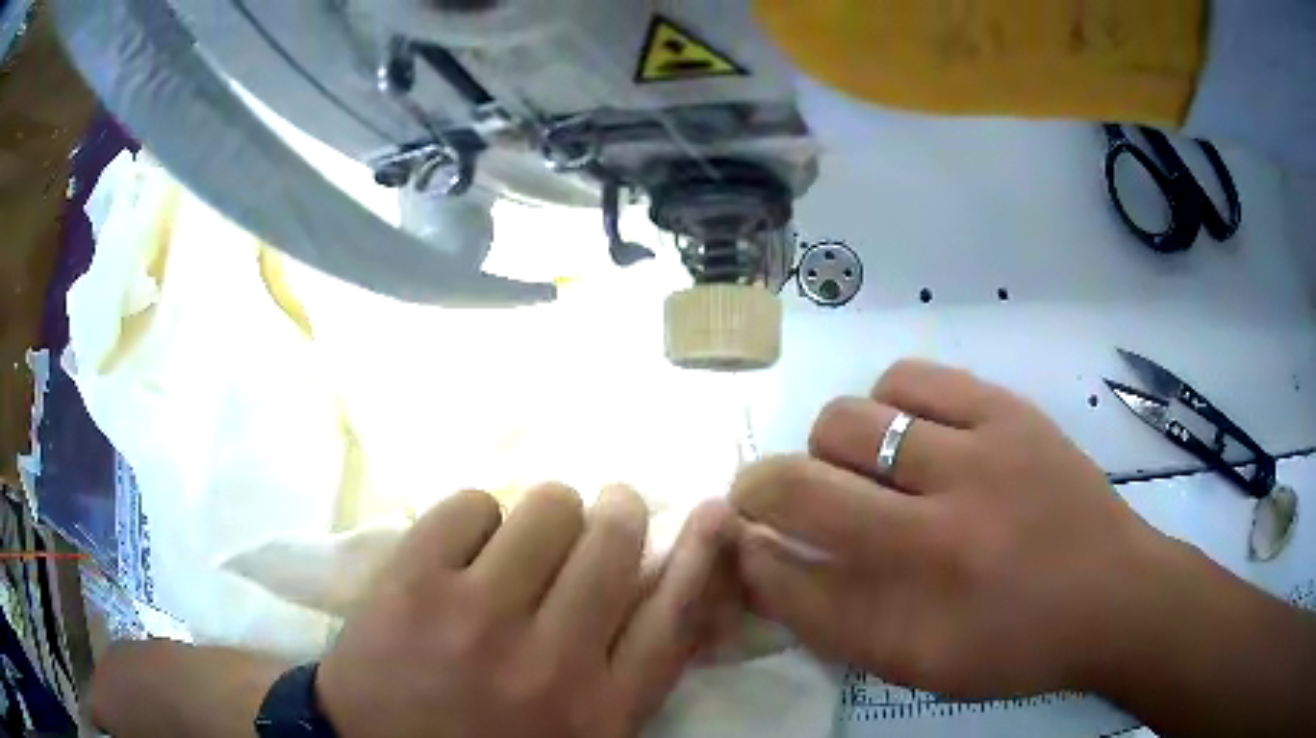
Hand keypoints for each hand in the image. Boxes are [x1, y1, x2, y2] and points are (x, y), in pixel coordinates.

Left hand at [316, 484, 736, 737]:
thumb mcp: (577, 735)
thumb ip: (625, 677)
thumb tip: (661, 590)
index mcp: (599, 710)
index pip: (674, 617)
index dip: (700, 554)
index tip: (716, 511)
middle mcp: (552, 662)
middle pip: (613, 543)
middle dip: (616, 513)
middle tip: (603, 509)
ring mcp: (477, 618)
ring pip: (547, 508)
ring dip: (546, 513)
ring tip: (523, 538)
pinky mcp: (412, 583)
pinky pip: (471, 503)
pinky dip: (477, 515)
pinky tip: (462, 548)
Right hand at [729, 359, 1170, 697]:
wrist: (1113, 593)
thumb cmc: (1016, 646)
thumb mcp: (922, 666)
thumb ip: (838, 624)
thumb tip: (768, 565)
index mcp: (912, 620)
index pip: (786, 580)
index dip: (749, 555)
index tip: (745, 542)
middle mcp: (935, 538)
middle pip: (799, 486)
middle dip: (762, 490)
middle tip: (784, 499)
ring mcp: (976, 460)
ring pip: (846, 422)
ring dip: (828, 448)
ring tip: (857, 465)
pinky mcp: (1005, 411)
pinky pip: (907, 380)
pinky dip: (883, 403)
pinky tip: (902, 428)